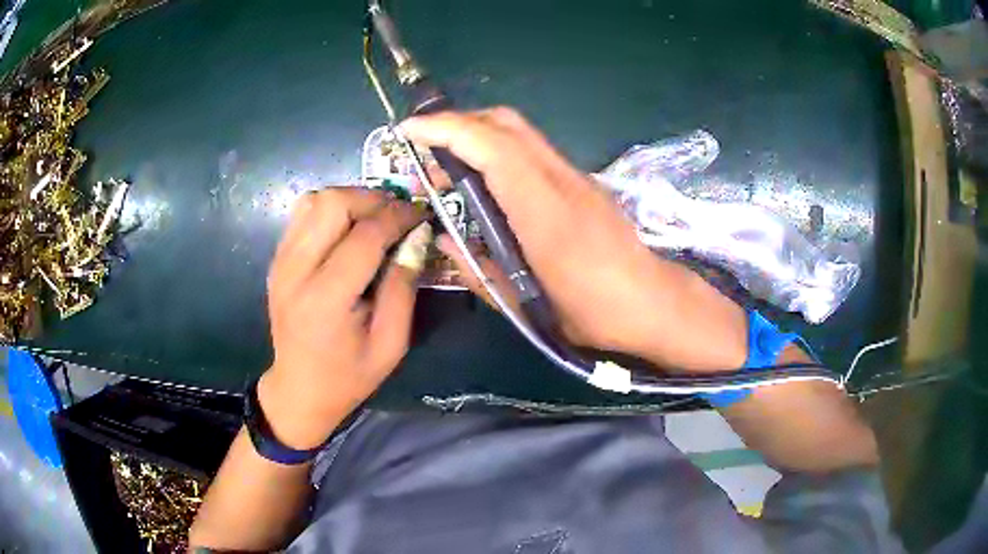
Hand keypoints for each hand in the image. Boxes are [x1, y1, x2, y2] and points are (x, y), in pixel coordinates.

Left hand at [259, 188, 426, 448]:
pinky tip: (348, 228)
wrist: (299, 389)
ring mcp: (281, 262)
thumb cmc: (349, 375)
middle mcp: (295, 271)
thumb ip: (403, 287)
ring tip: (374, 218)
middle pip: (332, 204)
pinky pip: (302, 214)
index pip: (365, 236)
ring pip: (314, 200)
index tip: (421, 215)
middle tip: (397, 214)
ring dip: (350, 200)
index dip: (398, 217)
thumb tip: (417, 236)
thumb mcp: (391, 343)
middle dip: (372, 199)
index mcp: (326, 299)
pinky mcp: (277, 259)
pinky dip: (330, 210)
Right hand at [402, 108, 746, 371]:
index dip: (446, 130)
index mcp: (545, 213)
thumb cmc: (593, 313)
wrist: (654, 303)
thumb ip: (478, 271)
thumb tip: (444, 242)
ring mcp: (575, 176)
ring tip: (449, 164)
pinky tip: (486, 179)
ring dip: (477, 134)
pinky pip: (532, 149)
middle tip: (425, 147)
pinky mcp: (581, 181)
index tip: (409, 131)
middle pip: (506, 123)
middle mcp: (561, 181)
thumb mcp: (527, 306)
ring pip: (519, 131)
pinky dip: (498, 148)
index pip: (493, 148)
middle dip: (458, 122)